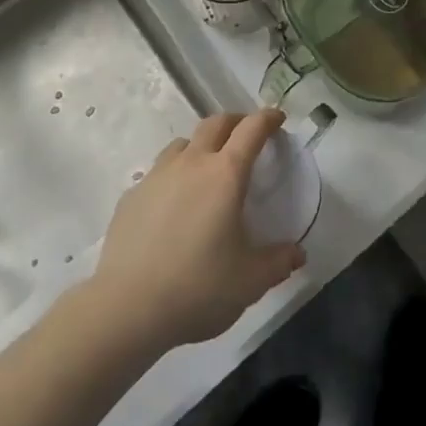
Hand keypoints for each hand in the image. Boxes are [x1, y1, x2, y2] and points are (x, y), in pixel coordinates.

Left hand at [92, 110, 305, 351]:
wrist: (127, 307)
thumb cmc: (198, 288)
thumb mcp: (250, 281)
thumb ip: (278, 263)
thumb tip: (297, 254)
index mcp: (225, 174)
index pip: (251, 130)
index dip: (267, 119)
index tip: (277, 118)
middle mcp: (191, 163)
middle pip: (215, 123)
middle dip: (235, 122)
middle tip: (246, 136)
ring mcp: (157, 176)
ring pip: (183, 144)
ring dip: (201, 146)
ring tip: (207, 168)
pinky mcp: (132, 195)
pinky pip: (158, 173)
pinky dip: (173, 176)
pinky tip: (173, 205)